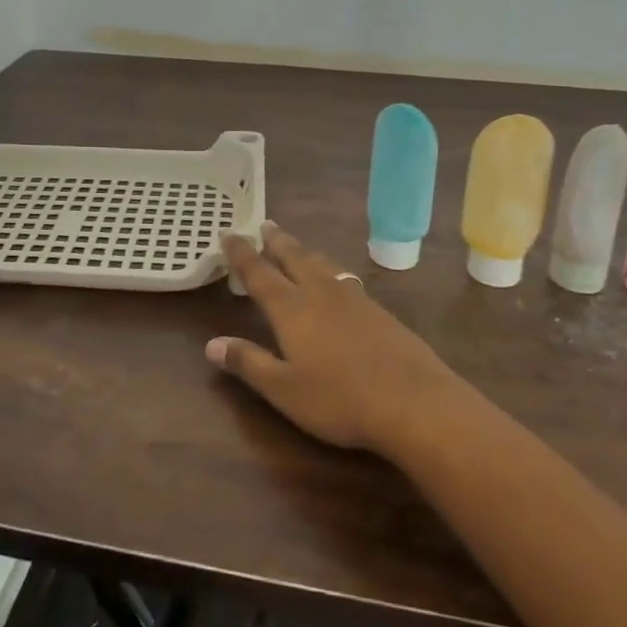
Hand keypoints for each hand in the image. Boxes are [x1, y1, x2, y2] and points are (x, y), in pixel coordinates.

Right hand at [209, 223, 460, 452]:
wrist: (415, 402)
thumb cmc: (340, 400)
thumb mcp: (284, 390)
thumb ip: (249, 362)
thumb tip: (211, 343)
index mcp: (292, 309)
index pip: (259, 274)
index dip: (242, 254)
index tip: (228, 233)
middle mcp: (321, 293)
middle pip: (294, 258)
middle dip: (276, 241)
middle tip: (266, 224)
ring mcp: (354, 299)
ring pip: (323, 264)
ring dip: (305, 252)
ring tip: (297, 247)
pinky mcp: (379, 311)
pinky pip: (345, 278)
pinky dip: (331, 270)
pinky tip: (338, 281)